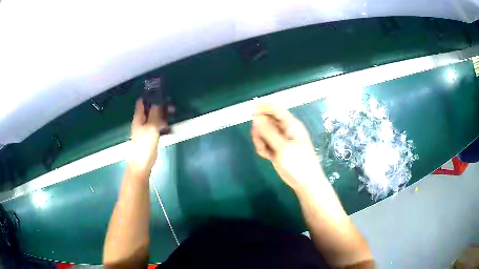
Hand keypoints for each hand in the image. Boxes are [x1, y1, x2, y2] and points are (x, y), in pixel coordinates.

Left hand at [129, 99, 170, 175]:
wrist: (143, 162)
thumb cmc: (145, 144)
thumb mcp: (151, 127)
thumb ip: (155, 114)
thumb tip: (158, 101)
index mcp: (138, 117)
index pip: (141, 102)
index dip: (149, 96)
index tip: (160, 93)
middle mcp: (141, 121)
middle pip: (150, 109)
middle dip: (160, 106)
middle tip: (171, 105)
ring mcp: (146, 129)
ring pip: (155, 118)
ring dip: (163, 116)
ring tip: (173, 114)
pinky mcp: (151, 136)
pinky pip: (157, 127)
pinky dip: (163, 125)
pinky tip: (170, 128)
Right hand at [251, 104, 324, 190]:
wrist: (305, 182)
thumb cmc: (297, 163)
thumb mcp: (282, 147)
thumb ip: (268, 132)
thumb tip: (256, 117)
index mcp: (290, 124)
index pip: (275, 108)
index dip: (263, 109)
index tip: (251, 115)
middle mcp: (285, 129)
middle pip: (267, 120)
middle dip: (260, 129)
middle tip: (258, 140)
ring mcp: (280, 139)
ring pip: (264, 133)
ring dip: (260, 140)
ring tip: (264, 151)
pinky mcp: (277, 148)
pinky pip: (265, 143)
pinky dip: (263, 148)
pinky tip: (266, 156)